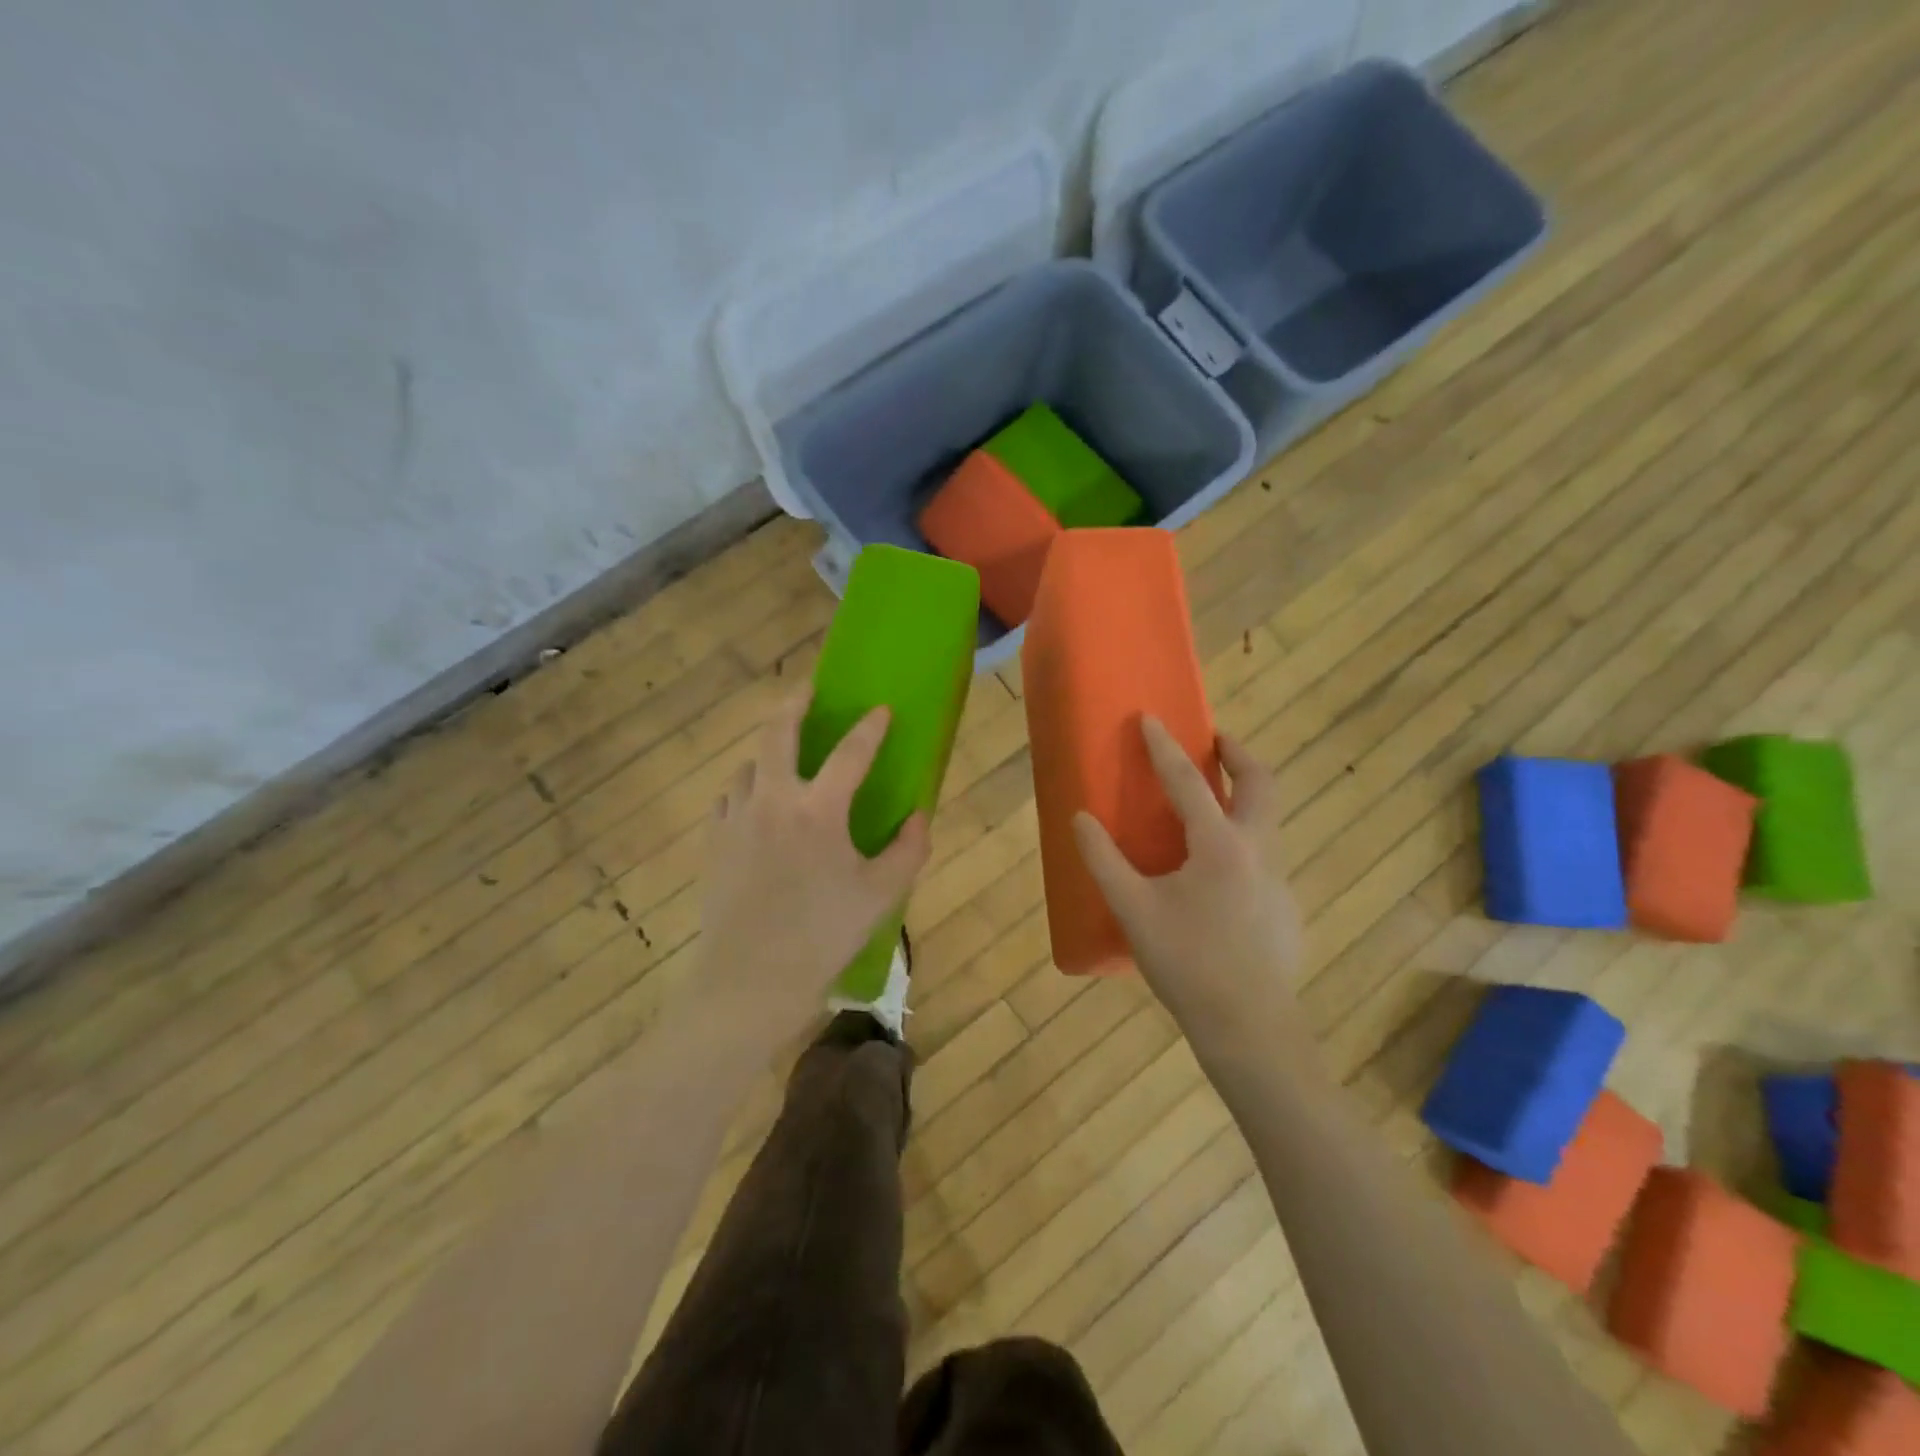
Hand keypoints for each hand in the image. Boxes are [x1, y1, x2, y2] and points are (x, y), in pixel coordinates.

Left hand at [693, 691, 930, 1040]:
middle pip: (776, 731)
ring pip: (749, 765)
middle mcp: (772, 800)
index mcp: (817, 810)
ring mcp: (736, 818)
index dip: (870, 727)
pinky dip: (747, 790)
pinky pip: (730, 798)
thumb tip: (919, 815)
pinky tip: (757, 807)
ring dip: (769, 754)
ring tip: (785, 761)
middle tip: (808, 690)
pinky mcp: (714, 841)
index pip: (850, 752)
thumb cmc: (822, 936)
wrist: (749, 980)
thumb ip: (909, 849)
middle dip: (794, 702)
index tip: (882, 709)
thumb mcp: (880, 894)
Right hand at [1072, 717, 1303, 1046]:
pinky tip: (1217, 876)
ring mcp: (1279, 879)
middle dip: (1238, 754)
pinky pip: (1266, 855)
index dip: (1165, 747)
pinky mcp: (1286, 906)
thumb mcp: (1133, 910)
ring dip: (1244, 796)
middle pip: (1261, 783)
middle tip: (1214, 742)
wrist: (1250, 1027)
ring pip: (1269, 819)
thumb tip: (1080, 819)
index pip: (1189, 781)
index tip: (1150, 718)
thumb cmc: (1187, 963)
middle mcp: (1259, 850)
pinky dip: (1245, 840)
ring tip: (1210, 804)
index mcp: (1220, 845)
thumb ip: (1104, 860)